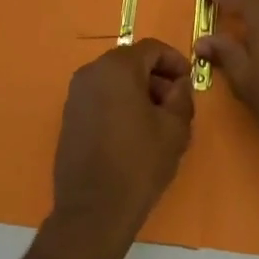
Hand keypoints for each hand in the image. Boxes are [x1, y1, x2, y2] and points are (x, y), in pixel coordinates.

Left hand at [51, 39, 194, 246]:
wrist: (93, 210)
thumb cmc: (139, 164)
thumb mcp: (174, 129)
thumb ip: (181, 96)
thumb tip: (178, 84)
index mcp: (117, 67)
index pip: (152, 48)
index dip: (175, 60)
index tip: (189, 80)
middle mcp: (91, 72)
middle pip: (131, 62)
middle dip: (156, 77)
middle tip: (175, 102)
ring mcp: (75, 94)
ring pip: (114, 80)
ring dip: (137, 91)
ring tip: (157, 120)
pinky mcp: (69, 116)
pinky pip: (100, 97)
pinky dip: (118, 103)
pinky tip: (133, 131)